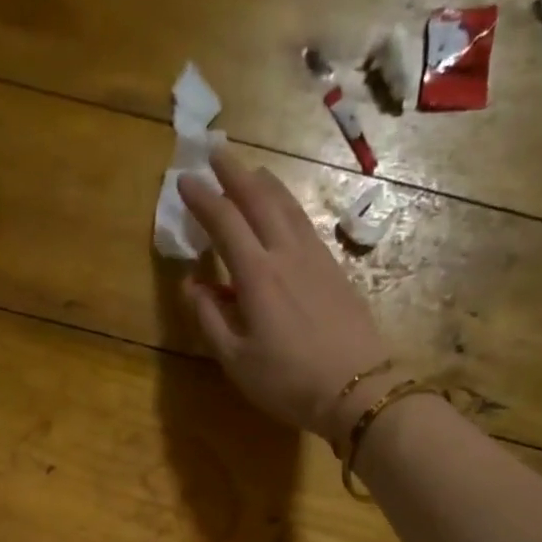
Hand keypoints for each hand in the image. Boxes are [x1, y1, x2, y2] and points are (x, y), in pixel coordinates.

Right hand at [177, 153, 392, 440]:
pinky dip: (287, 207)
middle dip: (235, 174)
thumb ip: (210, 319)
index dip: (202, 199)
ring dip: (265, 184)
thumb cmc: (287, 381)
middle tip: (216, 152)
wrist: (356, 389)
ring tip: (251, 171)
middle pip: (259, 200)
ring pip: (287, 206)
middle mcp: (286, 254)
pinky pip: (304, 224)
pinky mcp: (335, 270)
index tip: (184, 181)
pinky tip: (284, 212)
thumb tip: (190, 285)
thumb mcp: (236, 360)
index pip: (224, 223)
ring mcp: (315, 258)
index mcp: (256, 275)